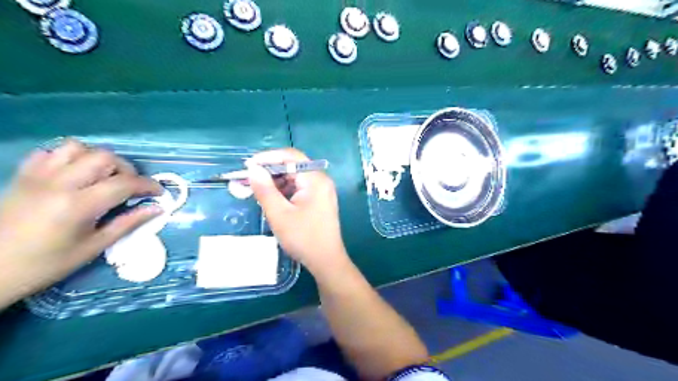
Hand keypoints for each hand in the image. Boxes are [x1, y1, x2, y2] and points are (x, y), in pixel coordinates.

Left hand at [0, 140, 160, 305]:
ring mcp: (38, 176)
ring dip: (98, 159)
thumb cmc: (47, 263)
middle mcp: (60, 183)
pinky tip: (76, 173)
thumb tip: (157, 208)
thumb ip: (128, 223)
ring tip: (104, 176)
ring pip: (78, 147)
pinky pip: (50, 152)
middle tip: (131, 186)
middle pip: (104, 157)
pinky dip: (69, 157)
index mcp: (79, 205)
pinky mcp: (23, 175)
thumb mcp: (95, 246)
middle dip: (126, 169)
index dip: (148, 185)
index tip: (159, 193)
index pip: (125, 183)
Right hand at [247, 147, 346, 274]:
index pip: (291, 156)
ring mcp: (321, 191)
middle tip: (248, 181)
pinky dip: (284, 191)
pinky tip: (271, 200)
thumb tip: (253, 168)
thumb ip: (265, 189)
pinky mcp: (319, 200)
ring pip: (295, 178)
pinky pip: (299, 189)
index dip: (268, 157)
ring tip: (256, 192)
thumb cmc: (303, 238)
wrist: (326, 261)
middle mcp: (321, 180)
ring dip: (275, 183)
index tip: (248, 166)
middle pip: (293, 166)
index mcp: (315, 179)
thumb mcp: (279, 214)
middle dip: (269, 172)